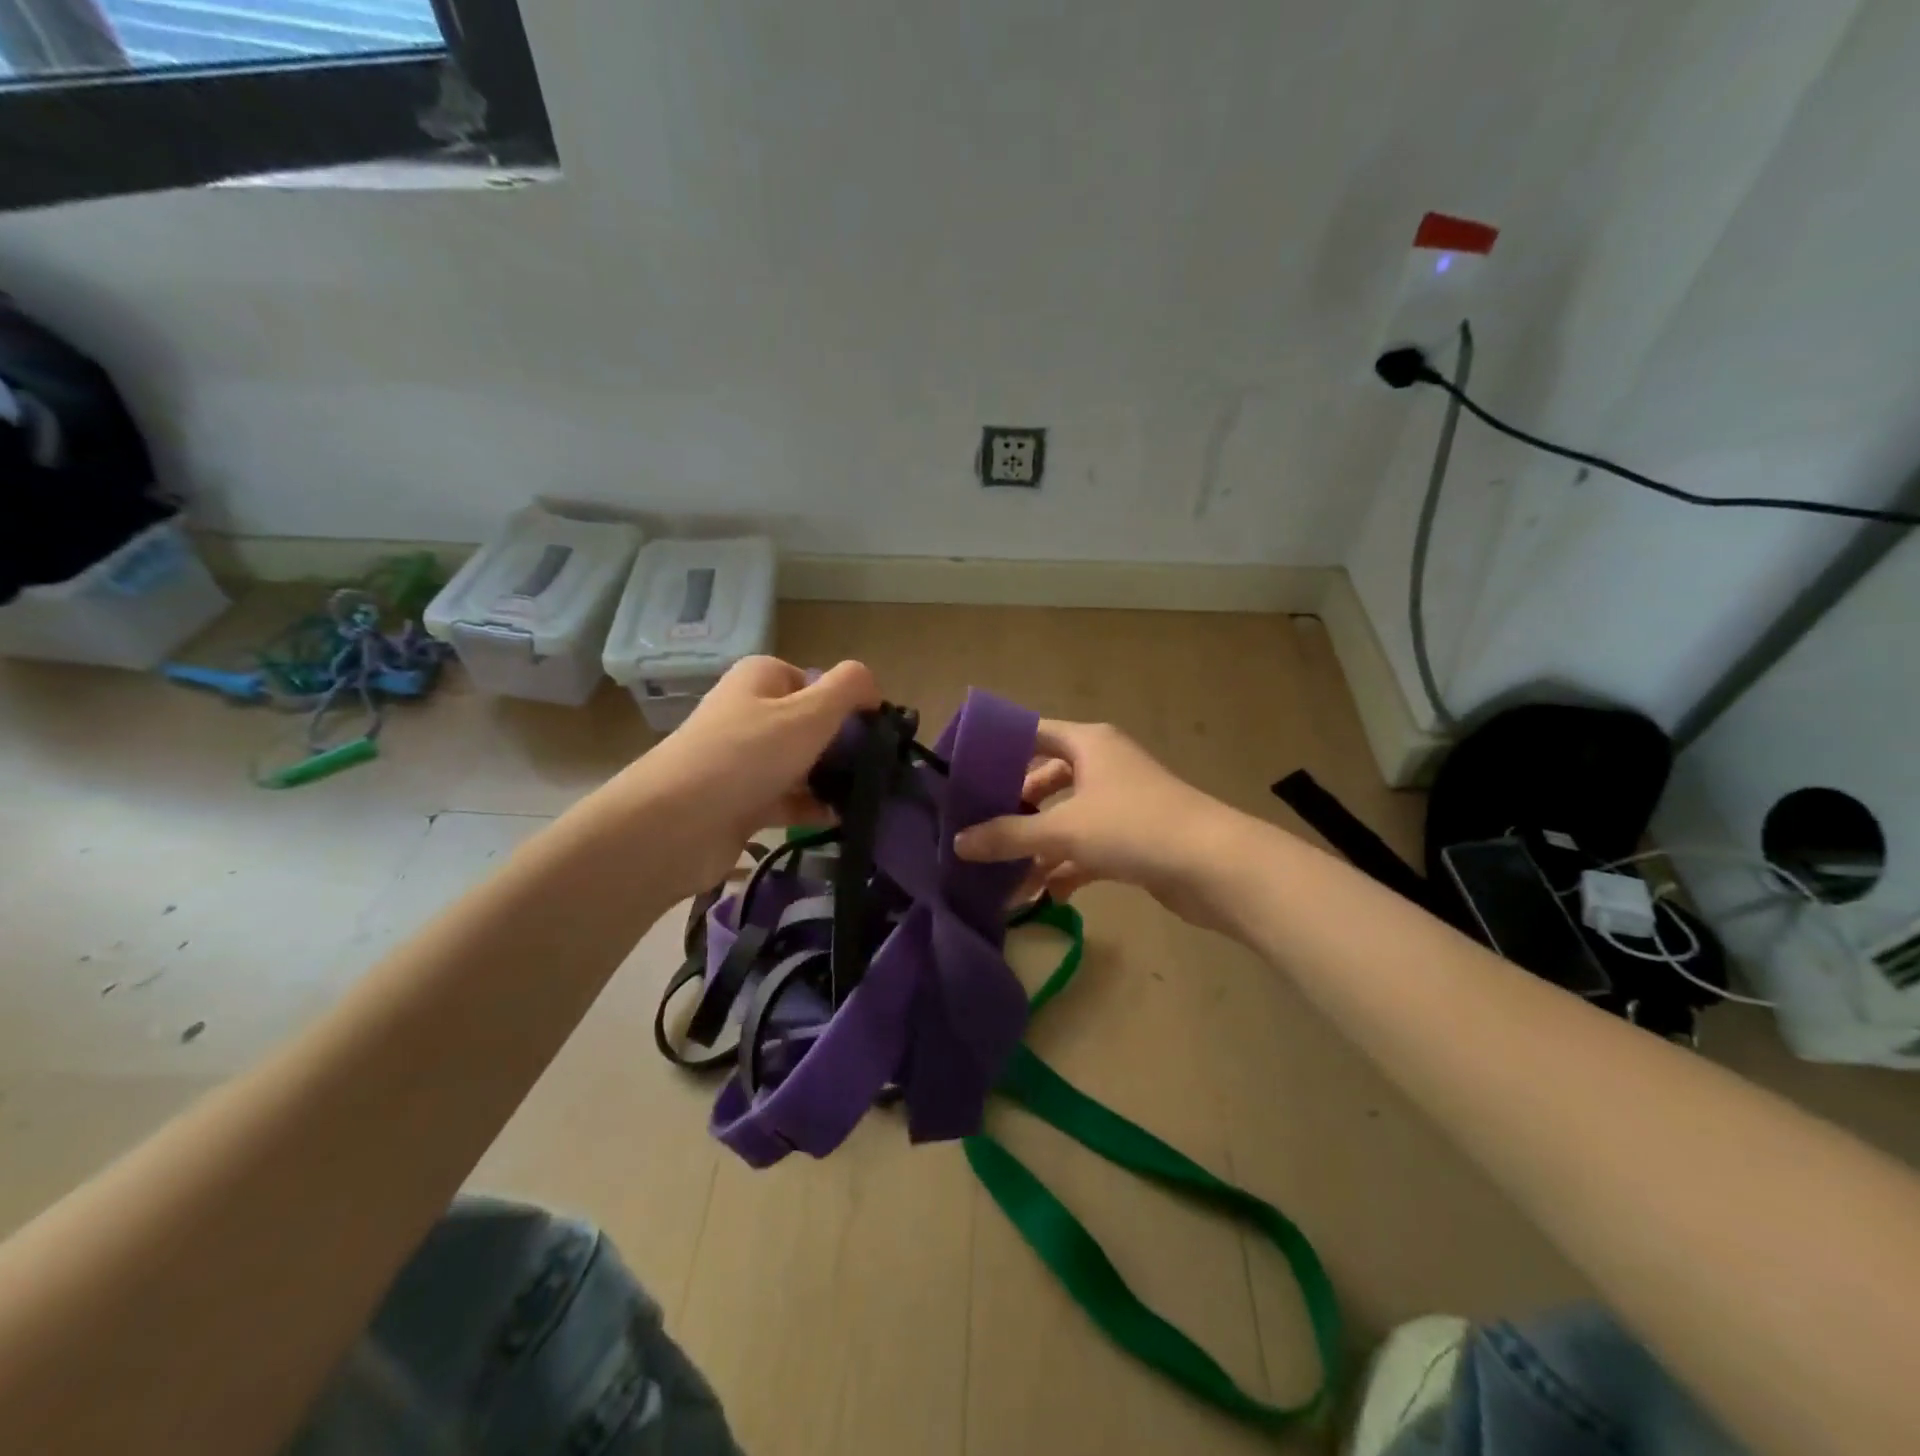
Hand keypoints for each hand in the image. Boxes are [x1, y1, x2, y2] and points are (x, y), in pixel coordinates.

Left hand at [592, 656, 878, 897]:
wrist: (675, 825)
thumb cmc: (747, 755)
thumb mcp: (809, 712)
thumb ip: (848, 689)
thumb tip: (872, 686)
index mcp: (762, 678)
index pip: (817, 681)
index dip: (848, 704)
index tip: (875, 733)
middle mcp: (750, 712)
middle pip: (811, 724)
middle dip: (844, 746)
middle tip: (878, 769)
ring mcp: (744, 759)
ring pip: (801, 764)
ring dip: (832, 780)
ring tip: (869, 798)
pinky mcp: (741, 801)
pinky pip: (789, 799)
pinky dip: (814, 808)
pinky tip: (843, 821)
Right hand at [953, 719, 1242, 925]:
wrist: (1214, 866)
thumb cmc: (1133, 827)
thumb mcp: (1063, 830)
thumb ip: (1008, 836)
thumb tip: (959, 843)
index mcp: (1089, 744)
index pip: (1033, 734)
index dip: (999, 750)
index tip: (965, 774)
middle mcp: (1104, 765)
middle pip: (1047, 779)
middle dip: (1015, 807)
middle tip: (979, 828)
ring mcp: (1121, 803)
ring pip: (1067, 819)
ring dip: (1038, 846)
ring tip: (1003, 876)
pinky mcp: (1134, 838)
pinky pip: (1087, 847)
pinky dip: (1065, 867)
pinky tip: (1043, 894)